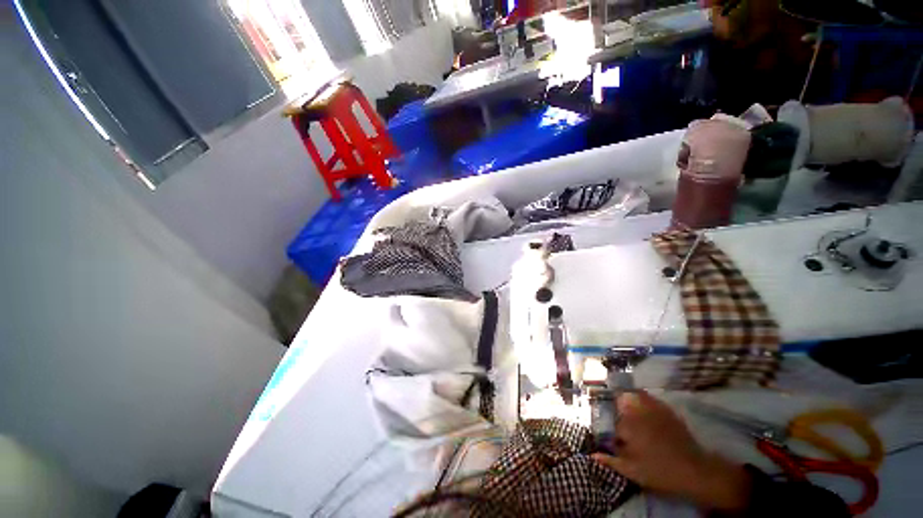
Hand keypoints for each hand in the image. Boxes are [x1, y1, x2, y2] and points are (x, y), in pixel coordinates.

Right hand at [592, 391, 751, 511]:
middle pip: (619, 403)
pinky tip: (641, 403)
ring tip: (625, 406)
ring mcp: (652, 409)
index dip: (610, 427)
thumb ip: (611, 461)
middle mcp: (636, 413)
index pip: (611, 421)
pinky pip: (648, 397)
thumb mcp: (633, 472)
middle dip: (616, 409)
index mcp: (627, 427)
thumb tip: (593, 454)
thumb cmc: (660, 473)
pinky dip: (641, 397)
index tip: (612, 435)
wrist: (694, 471)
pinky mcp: (665, 410)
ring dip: (626, 399)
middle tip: (618, 420)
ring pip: (632, 396)